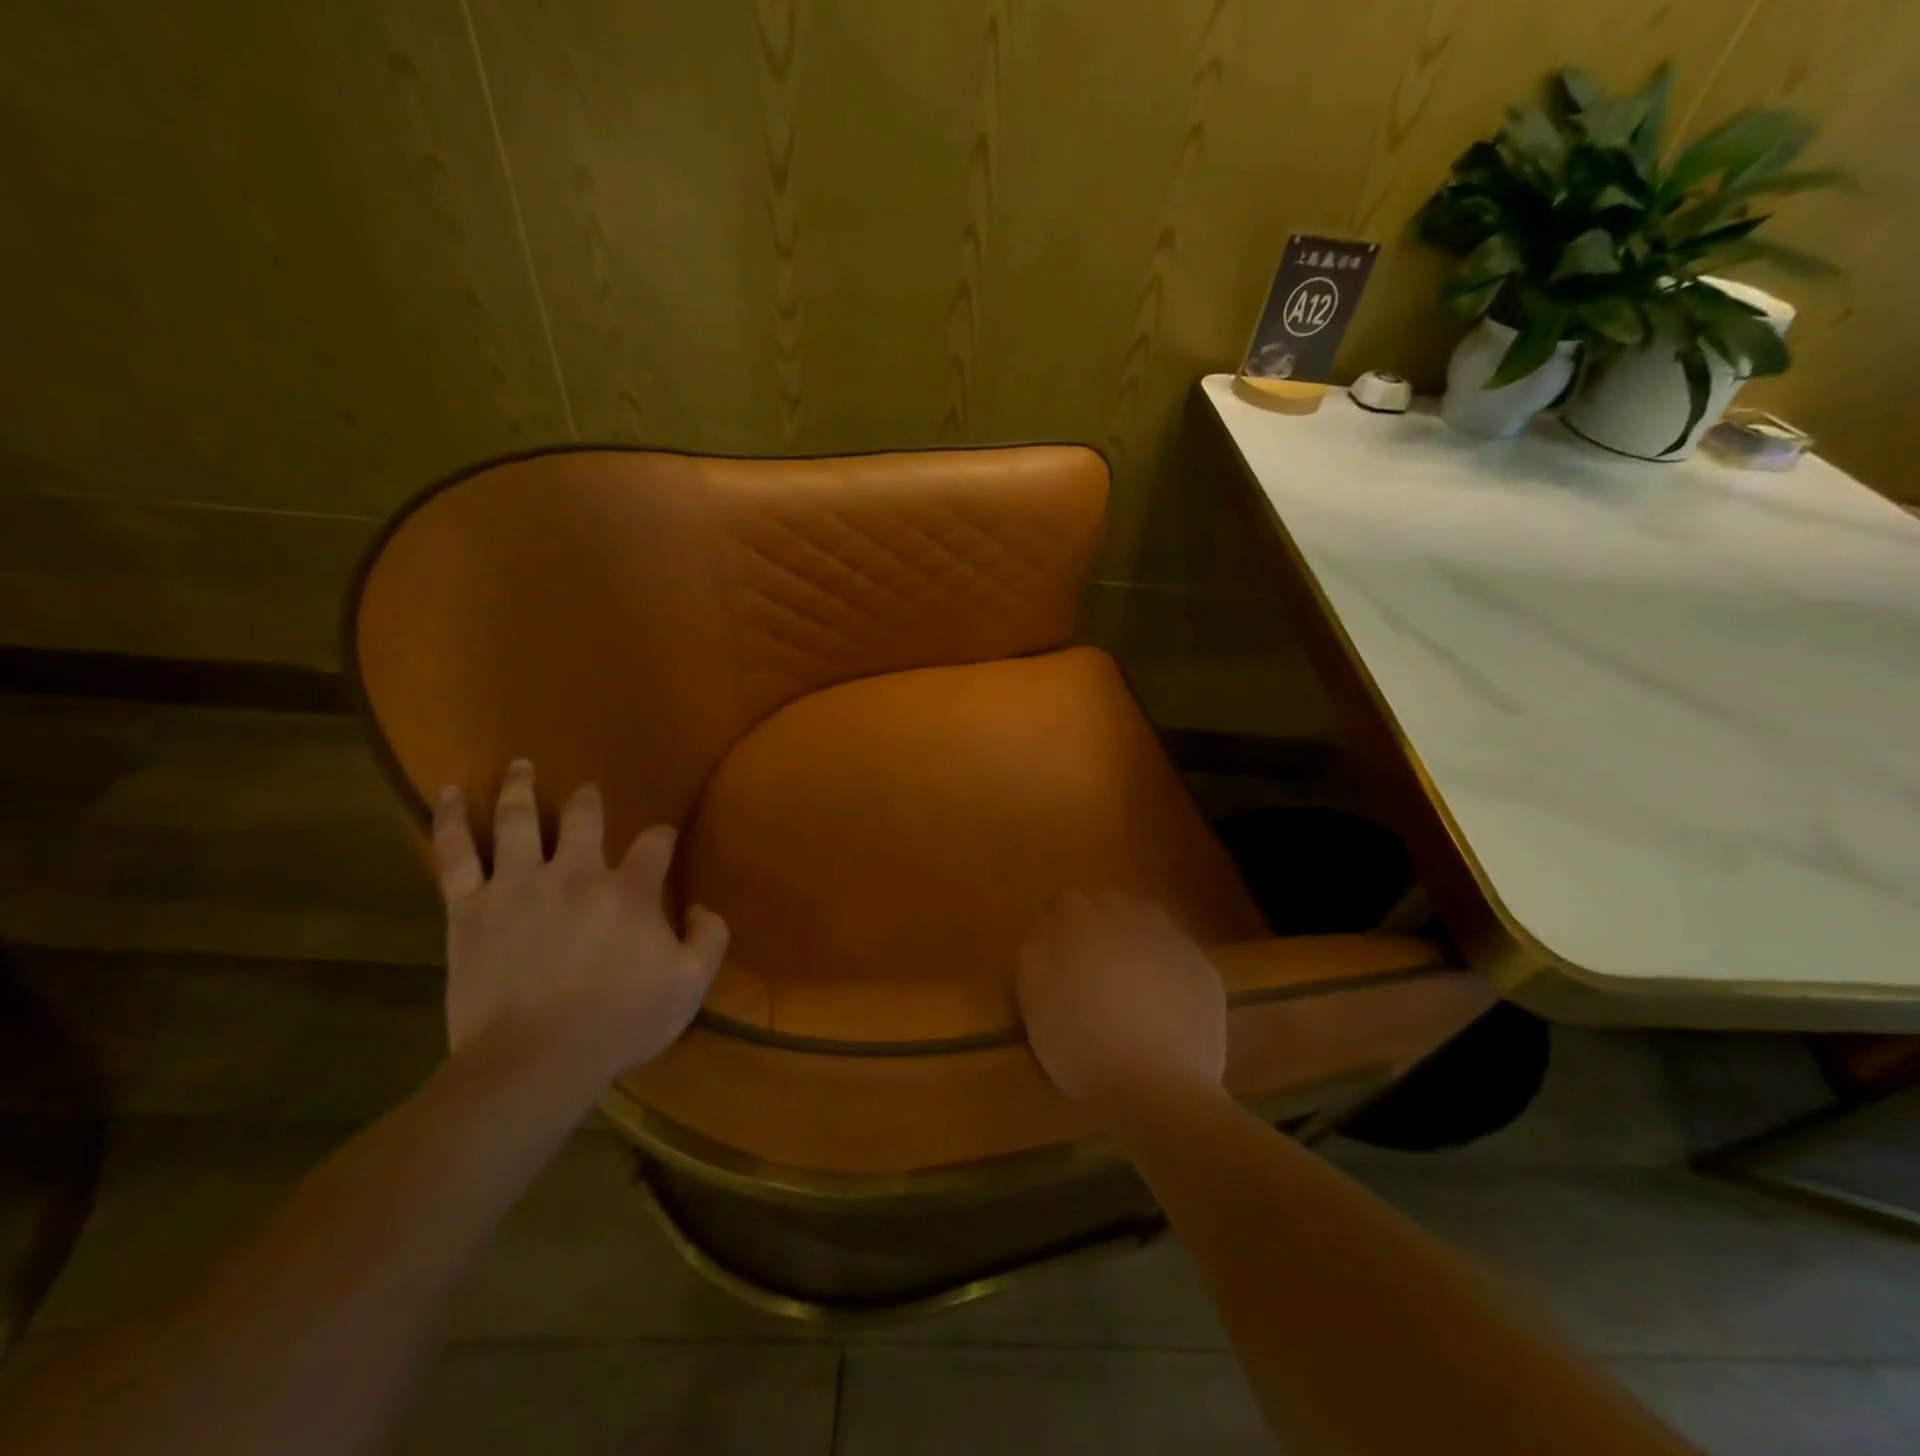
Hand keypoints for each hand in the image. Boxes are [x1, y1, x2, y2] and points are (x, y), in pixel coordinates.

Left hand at [433, 760, 728, 1081]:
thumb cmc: (619, 1022)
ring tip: (519, 766)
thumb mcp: (690, 985)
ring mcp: (518, 885)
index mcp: (629, 890)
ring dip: (519, 788)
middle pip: (583, 817)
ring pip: (517, 820)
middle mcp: (575, 873)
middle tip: (587, 792)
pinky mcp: (469, 909)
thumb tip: (704, 907)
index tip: (662, 841)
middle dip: (588, 800)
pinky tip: (444, 794)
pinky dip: (448, 821)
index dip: (662, 837)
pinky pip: (454, 855)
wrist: (535, 1061)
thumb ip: (710, 938)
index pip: (655, 843)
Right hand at [1016, 890, 1225, 1108]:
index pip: (1067, 901)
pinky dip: (1170, 966)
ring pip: (1150, 920)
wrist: (1157, 1086)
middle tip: (1093, 959)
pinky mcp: (1203, 970)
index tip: (1057, 949)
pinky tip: (1166, 998)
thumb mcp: (1035, 1006)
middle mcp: (1129, 922)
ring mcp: (1171, 943)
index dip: (1060, 921)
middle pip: (1111, 902)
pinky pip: (1181, 954)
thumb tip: (1044, 934)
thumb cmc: (1083, 1046)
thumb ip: (1033, 959)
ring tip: (1132, 972)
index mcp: (1082, 927)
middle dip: (1100, 921)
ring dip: (1138, 935)